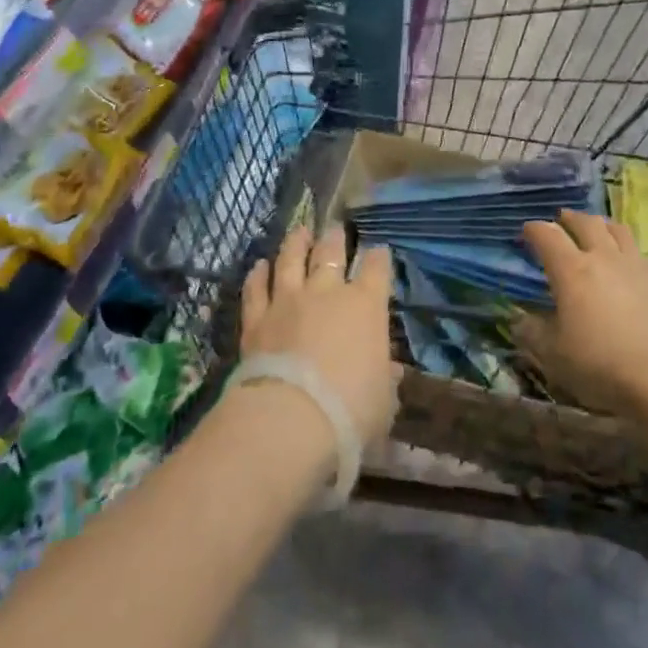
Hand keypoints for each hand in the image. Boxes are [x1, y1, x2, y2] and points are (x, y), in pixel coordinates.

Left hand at [240, 225, 396, 445]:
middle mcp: (327, 292)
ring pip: (291, 259)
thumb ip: (385, 379)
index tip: (379, 252)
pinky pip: (256, 288)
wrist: (290, 418)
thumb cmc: (350, 410)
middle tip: (335, 228)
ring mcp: (288, 301)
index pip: (377, 269)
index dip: (379, 258)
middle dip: (335, 238)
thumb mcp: (383, 400)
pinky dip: (258, 275)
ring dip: (296, 242)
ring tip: (300, 230)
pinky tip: (260, 266)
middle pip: (331, 252)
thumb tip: (390, 370)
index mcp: (366, 306)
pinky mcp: (256, 318)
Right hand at [518, 210, 647, 416]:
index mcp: (571, 270)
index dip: (533, 230)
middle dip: (569, 218)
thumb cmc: (602, 363)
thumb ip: (532, 333)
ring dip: (600, 224)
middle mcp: (602, 257)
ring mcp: (634, 265)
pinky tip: (625, 263)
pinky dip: (625, 248)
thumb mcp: (553, 355)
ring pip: (616, 229)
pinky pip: (637, 251)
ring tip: (594, 229)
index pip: (547, 235)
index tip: (526, 232)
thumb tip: (518, 320)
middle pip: (585, 222)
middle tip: (560, 220)